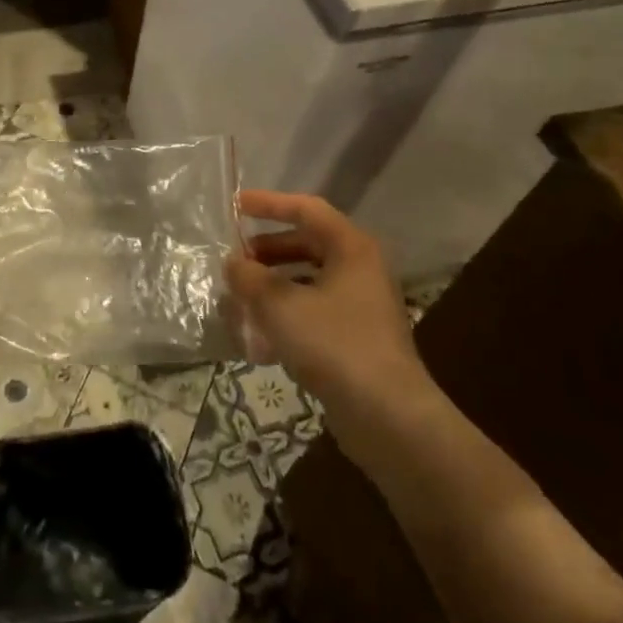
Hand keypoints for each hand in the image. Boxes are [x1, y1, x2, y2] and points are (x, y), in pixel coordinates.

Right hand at [226, 189, 431, 417]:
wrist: (389, 418)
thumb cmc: (335, 345)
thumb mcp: (280, 306)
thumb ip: (250, 278)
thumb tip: (233, 263)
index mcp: (351, 247)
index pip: (306, 209)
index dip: (269, 204)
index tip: (235, 206)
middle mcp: (361, 269)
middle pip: (307, 245)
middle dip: (267, 251)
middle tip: (235, 260)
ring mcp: (362, 306)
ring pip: (308, 281)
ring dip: (272, 286)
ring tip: (239, 300)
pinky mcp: (357, 339)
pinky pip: (314, 313)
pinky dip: (286, 316)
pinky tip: (258, 339)